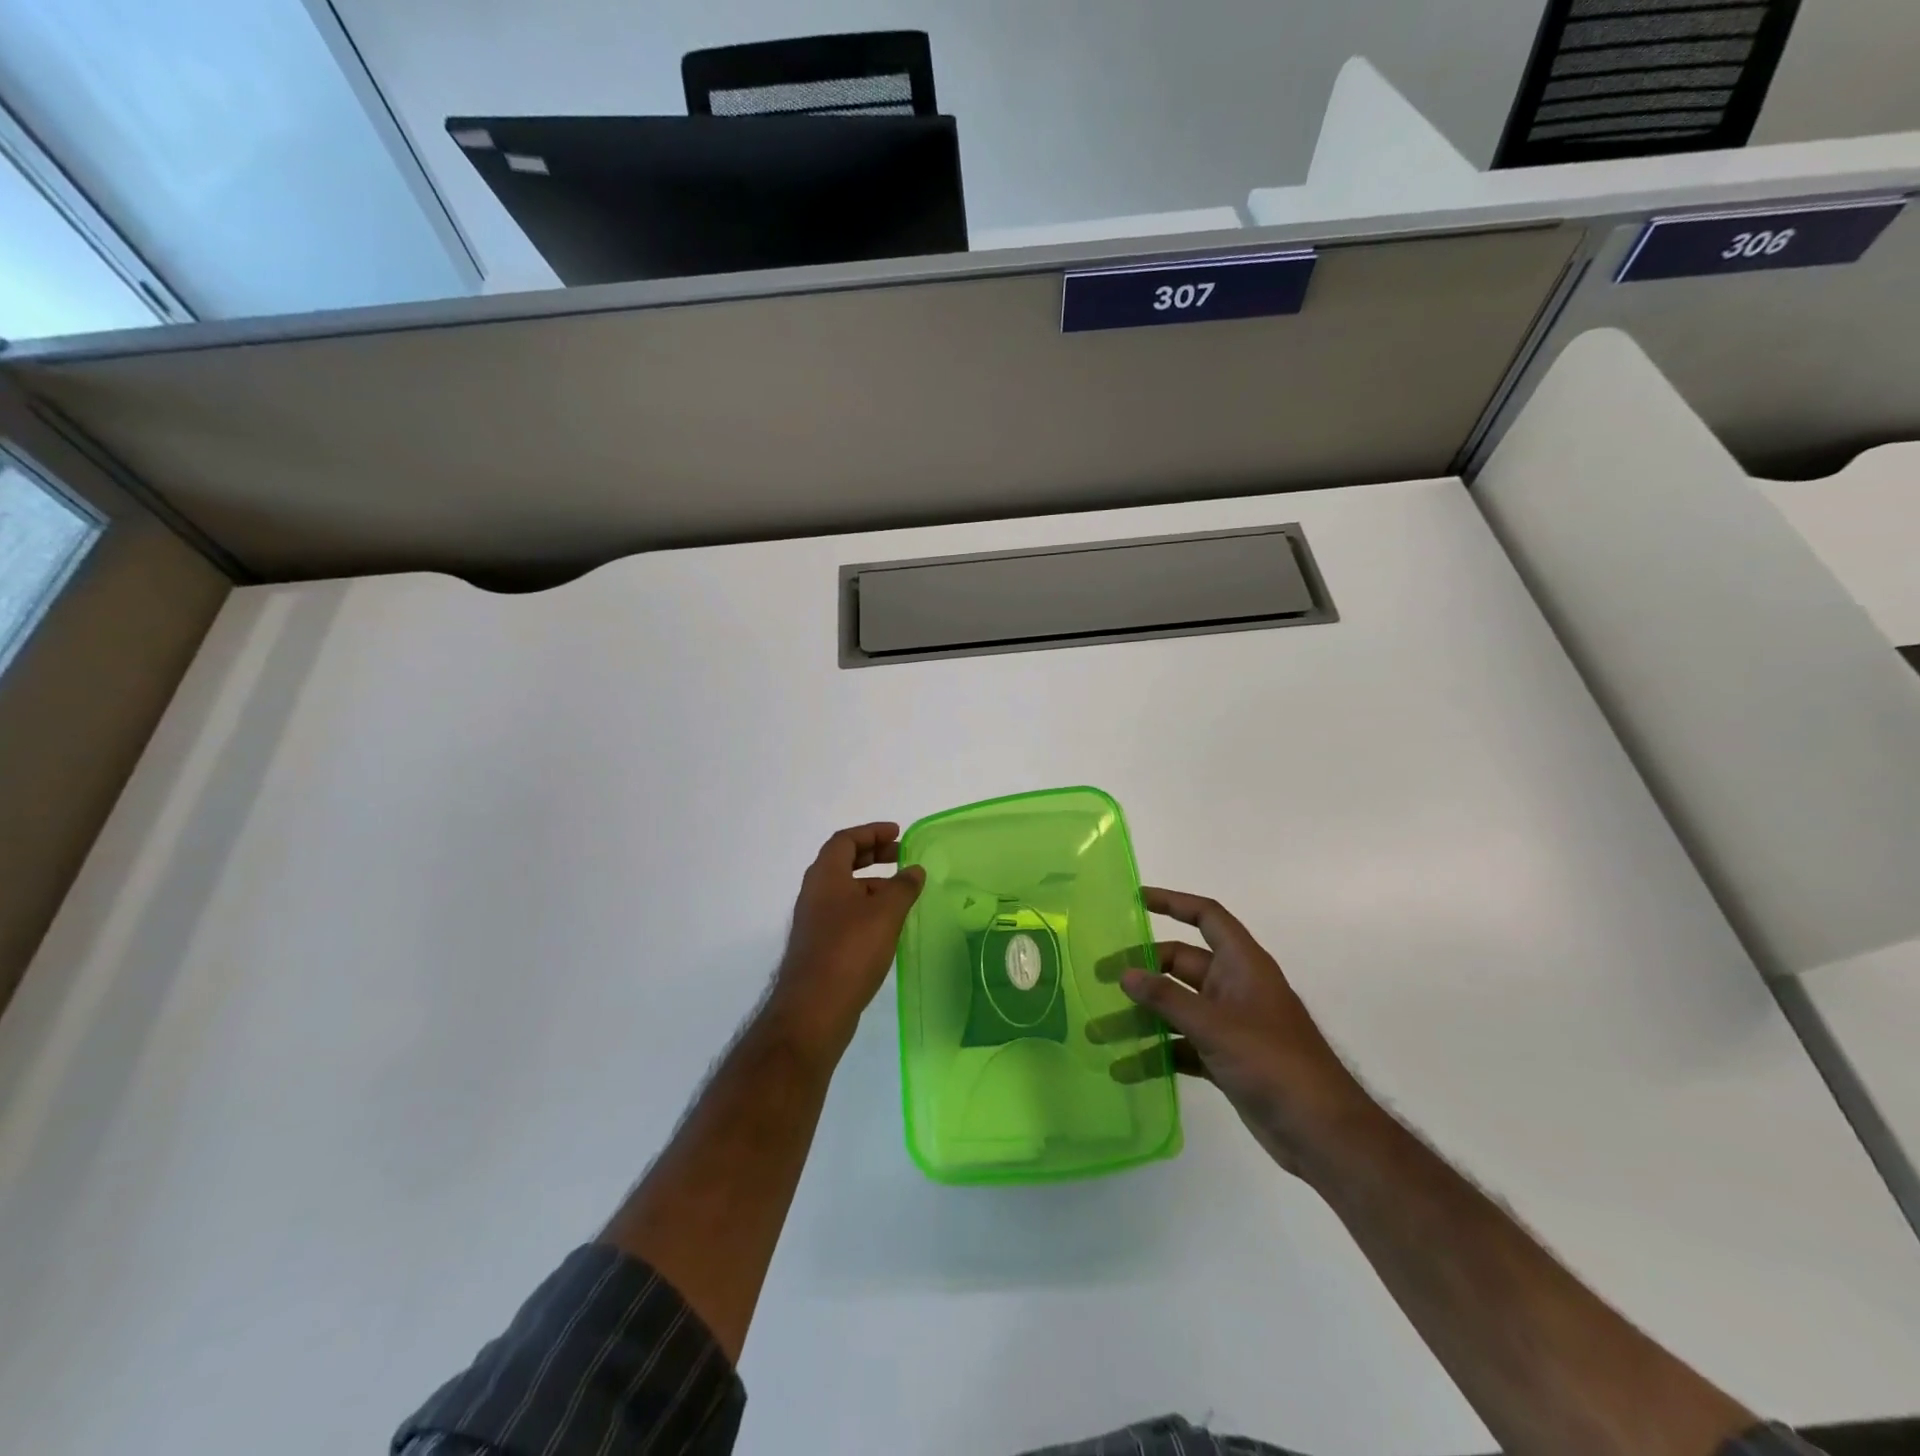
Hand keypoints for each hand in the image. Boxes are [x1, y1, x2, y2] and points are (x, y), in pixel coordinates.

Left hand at [767, 822, 924, 1053]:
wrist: (813, 1010)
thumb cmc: (850, 951)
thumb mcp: (885, 913)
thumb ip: (903, 887)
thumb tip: (914, 870)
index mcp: (825, 876)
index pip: (845, 840)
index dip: (871, 832)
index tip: (898, 834)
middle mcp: (814, 893)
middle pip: (842, 862)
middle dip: (873, 855)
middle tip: (901, 857)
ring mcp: (814, 921)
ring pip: (844, 890)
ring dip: (871, 883)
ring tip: (902, 893)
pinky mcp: (819, 946)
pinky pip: (844, 913)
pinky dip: (866, 907)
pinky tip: (887, 925)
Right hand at [1121, 887, 1374, 1176]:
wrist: (1323, 1132)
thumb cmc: (1273, 1062)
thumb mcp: (1216, 1025)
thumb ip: (1168, 999)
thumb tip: (1125, 974)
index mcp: (1242, 965)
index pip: (1206, 917)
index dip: (1173, 902)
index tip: (1135, 899)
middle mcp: (1234, 987)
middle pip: (1180, 965)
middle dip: (1142, 971)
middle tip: (1099, 978)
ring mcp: (1230, 1025)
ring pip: (1176, 1009)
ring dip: (1141, 1019)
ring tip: (1098, 1031)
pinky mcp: (1225, 1059)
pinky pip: (1182, 1046)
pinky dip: (1156, 1054)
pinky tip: (1125, 1068)